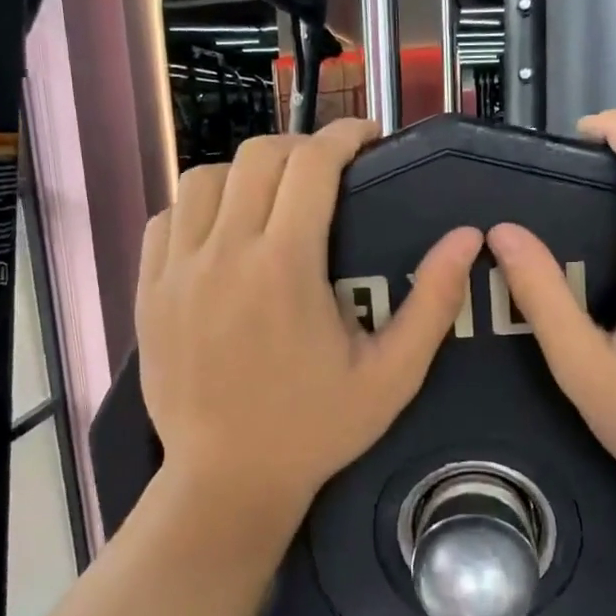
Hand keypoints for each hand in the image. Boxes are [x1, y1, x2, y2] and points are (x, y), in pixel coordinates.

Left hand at [136, 120, 481, 538]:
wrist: (228, 479)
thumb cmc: (315, 430)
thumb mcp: (391, 376)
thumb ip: (431, 302)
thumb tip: (467, 238)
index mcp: (285, 266)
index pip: (312, 164)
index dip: (344, 135)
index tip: (367, 138)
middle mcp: (224, 253)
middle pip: (257, 157)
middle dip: (300, 149)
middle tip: (328, 173)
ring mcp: (176, 270)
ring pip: (203, 178)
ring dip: (245, 173)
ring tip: (272, 199)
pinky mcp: (148, 291)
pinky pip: (166, 218)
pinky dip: (197, 207)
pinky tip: (221, 233)